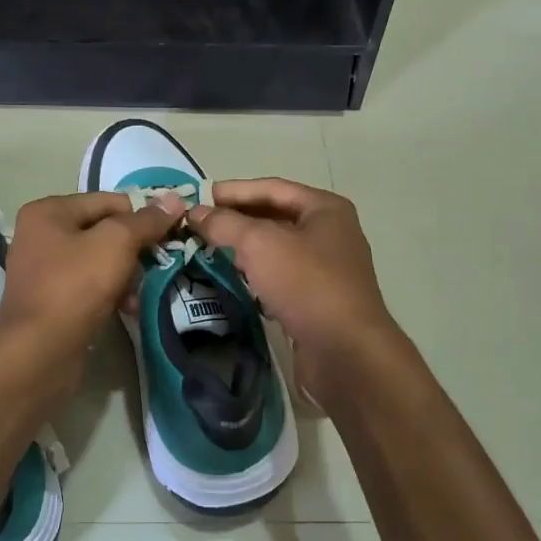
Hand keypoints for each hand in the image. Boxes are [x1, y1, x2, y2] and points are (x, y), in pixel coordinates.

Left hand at [0, 191, 185, 365]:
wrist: (40, 351)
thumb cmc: (76, 285)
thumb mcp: (117, 243)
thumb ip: (146, 220)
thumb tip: (174, 199)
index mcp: (49, 211)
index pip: (108, 201)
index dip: (143, 213)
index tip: (174, 230)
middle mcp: (41, 235)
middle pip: (103, 230)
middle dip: (135, 247)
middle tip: (162, 261)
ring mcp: (44, 270)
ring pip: (99, 260)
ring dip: (126, 273)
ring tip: (146, 289)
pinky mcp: (51, 300)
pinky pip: (90, 286)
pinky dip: (112, 293)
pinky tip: (130, 308)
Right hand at [189, 179, 397, 362]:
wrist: (345, 353)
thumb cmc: (306, 284)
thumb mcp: (259, 244)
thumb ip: (224, 223)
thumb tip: (194, 212)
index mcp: (325, 209)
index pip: (272, 188)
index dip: (234, 191)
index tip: (199, 198)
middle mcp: (330, 234)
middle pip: (275, 217)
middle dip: (236, 220)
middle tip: (198, 226)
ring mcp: (326, 269)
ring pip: (277, 250)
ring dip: (244, 249)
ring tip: (208, 250)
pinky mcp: (318, 301)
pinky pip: (280, 278)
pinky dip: (256, 276)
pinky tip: (232, 281)